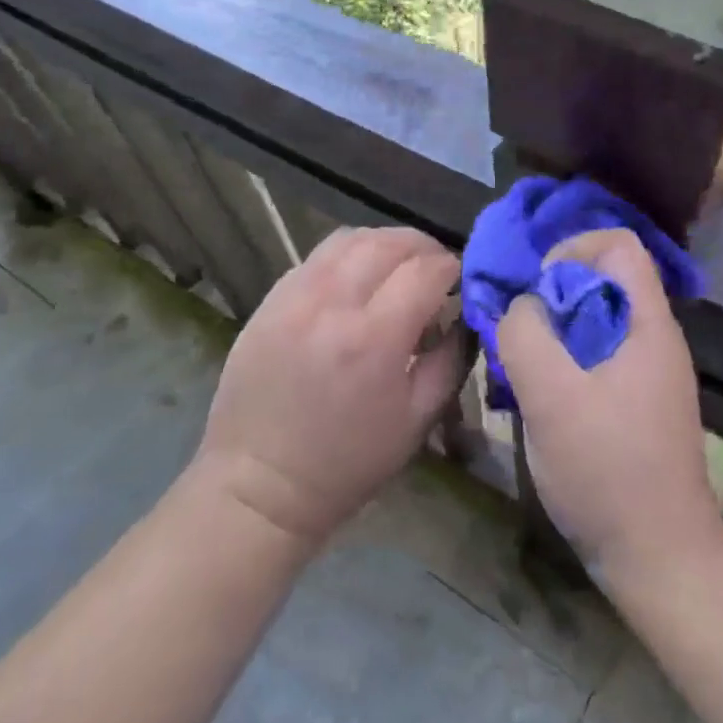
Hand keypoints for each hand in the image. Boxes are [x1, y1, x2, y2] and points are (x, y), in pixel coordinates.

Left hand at [195, 226, 463, 546]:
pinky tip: (356, 281)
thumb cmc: (347, 462)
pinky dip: (348, 256)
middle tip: (434, 269)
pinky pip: (317, 257)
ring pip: (350, 238)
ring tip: (397, 267)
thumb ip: (452, 358)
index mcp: (374, 338)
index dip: (451, 268)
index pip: (426, 270)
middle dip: (423, 248)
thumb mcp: (418, 419)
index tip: (460, 281)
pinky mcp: (269, 299)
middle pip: (389, 242)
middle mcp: (332, 303)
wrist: (258, 484)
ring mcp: (294, 295)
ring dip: (384, 243)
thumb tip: (463, 314)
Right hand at [497, 228, 722, 595]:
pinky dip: (565, 363)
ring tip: (522, 370)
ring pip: (595, 323)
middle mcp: (655, 339)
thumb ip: (526, 335)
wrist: (661, 562)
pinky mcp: (638, 405)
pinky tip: (541, 400)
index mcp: (649, 325)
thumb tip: (521, 307)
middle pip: (603, 282)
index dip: (573, 250)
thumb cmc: (608, 472)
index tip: (538, 291)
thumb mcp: (551, 397)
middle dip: (553, 296)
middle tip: (519, 334)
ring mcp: (650, 374)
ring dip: (554, 334)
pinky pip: (597, 358)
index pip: (619, 245)